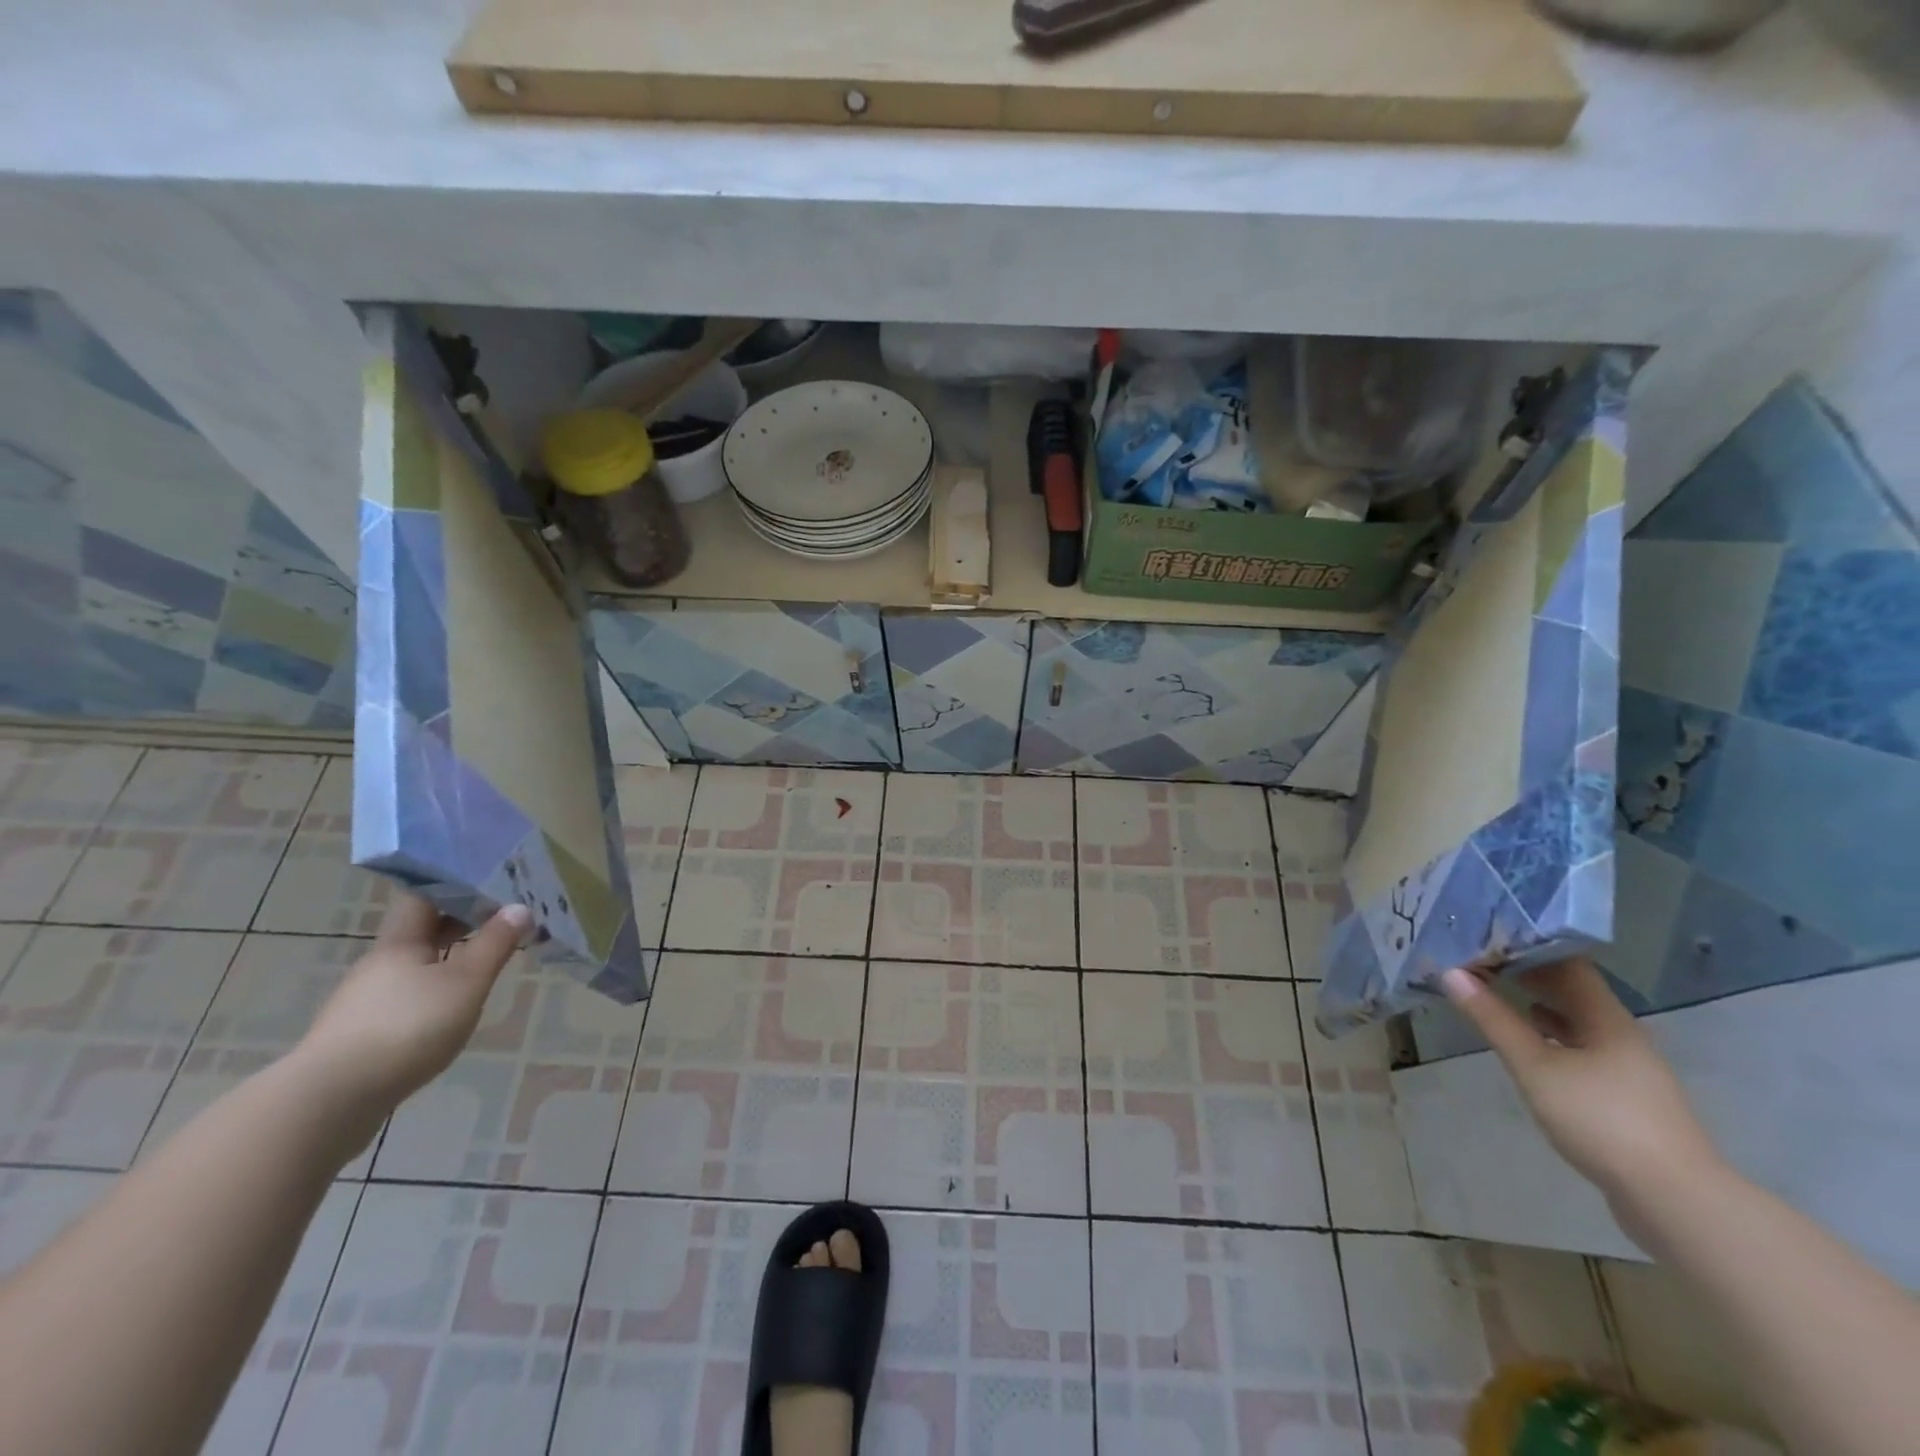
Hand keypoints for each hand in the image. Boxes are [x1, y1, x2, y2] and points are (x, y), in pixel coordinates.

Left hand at [294, 893, 530, 1113]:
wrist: (328, 1102)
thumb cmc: (406, 1027)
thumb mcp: (465, 983)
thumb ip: (494, 944)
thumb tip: (519, 907)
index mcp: (399, 942)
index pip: (424, 895)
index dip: (455, 883)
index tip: (491, 880)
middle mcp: (378, 964)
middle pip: (420, 929)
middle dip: (459, 920)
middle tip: (503, 917)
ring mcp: (365, 1000)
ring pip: (414, 964)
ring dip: (448, 956)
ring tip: (486, 960)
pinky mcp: (361, 1033)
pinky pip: (406, 995)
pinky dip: (433, 989)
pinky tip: (452, 1006)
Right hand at [1439, 958, 1722, 1212]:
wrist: (1675, 1201)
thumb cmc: (1601, 1119)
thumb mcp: (1535, 1067)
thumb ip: (1493, 1019)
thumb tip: (1451, 973)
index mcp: (1607, 1018)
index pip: (1566, 962)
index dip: (1526, 945)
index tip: (1485, 935)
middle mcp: (1621, 1035)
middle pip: (1572, 990)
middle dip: (1526, 973)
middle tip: (1477, 961)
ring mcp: (1627, 1068)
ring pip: (1576, 1021)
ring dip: (1537, 1004)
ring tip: (1492, 994)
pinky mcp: (1624, 1097)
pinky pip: (1581, 1049)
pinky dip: (1550, 1037)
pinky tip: (1529, 1045)